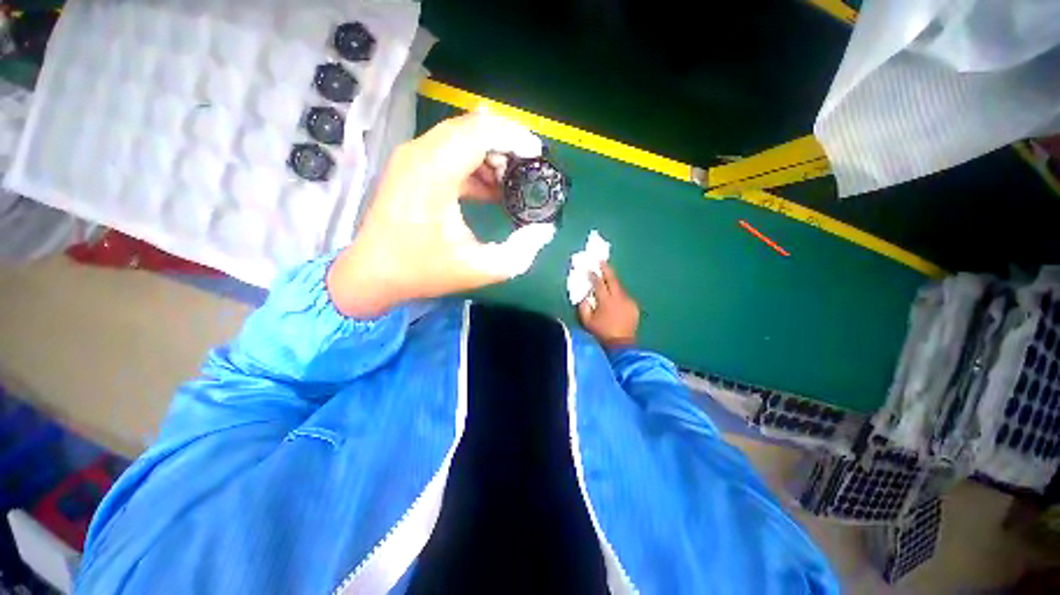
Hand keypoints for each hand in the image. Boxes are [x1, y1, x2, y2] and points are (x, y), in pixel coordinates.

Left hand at [327, 113, 556, 317]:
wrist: (373, 274)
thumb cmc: (423, 271)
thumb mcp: (480, 269)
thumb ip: (520, 252)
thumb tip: (544, 230)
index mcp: (435, 172)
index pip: (481, 130)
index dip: (516, 138)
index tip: (539, 158)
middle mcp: (420, 154)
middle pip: (473, 127)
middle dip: (507, 145)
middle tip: (528, 173)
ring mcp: (412, 157)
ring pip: (462, 137)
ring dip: (492, 155)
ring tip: (512, 185)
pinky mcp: (411, 167)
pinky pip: (450, 152)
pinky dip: (475, 164)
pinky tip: (490, 191)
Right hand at [577, 263, 639, 348]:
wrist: (621, 345)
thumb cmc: (601, 333)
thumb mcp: (587, 321)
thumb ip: (583, 306)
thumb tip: (584, 296)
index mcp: (606, 301)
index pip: (598, 283)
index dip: (593, 275)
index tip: (588, 269)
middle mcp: (619, 298)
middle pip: (612, 279)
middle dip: (606, 269)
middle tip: (601, 261)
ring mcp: (628, 301)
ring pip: (619, 286)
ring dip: (612, 281)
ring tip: (607, 277)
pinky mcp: (634, 306)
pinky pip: (624, 295)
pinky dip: (618, 293)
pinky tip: (615, 295)